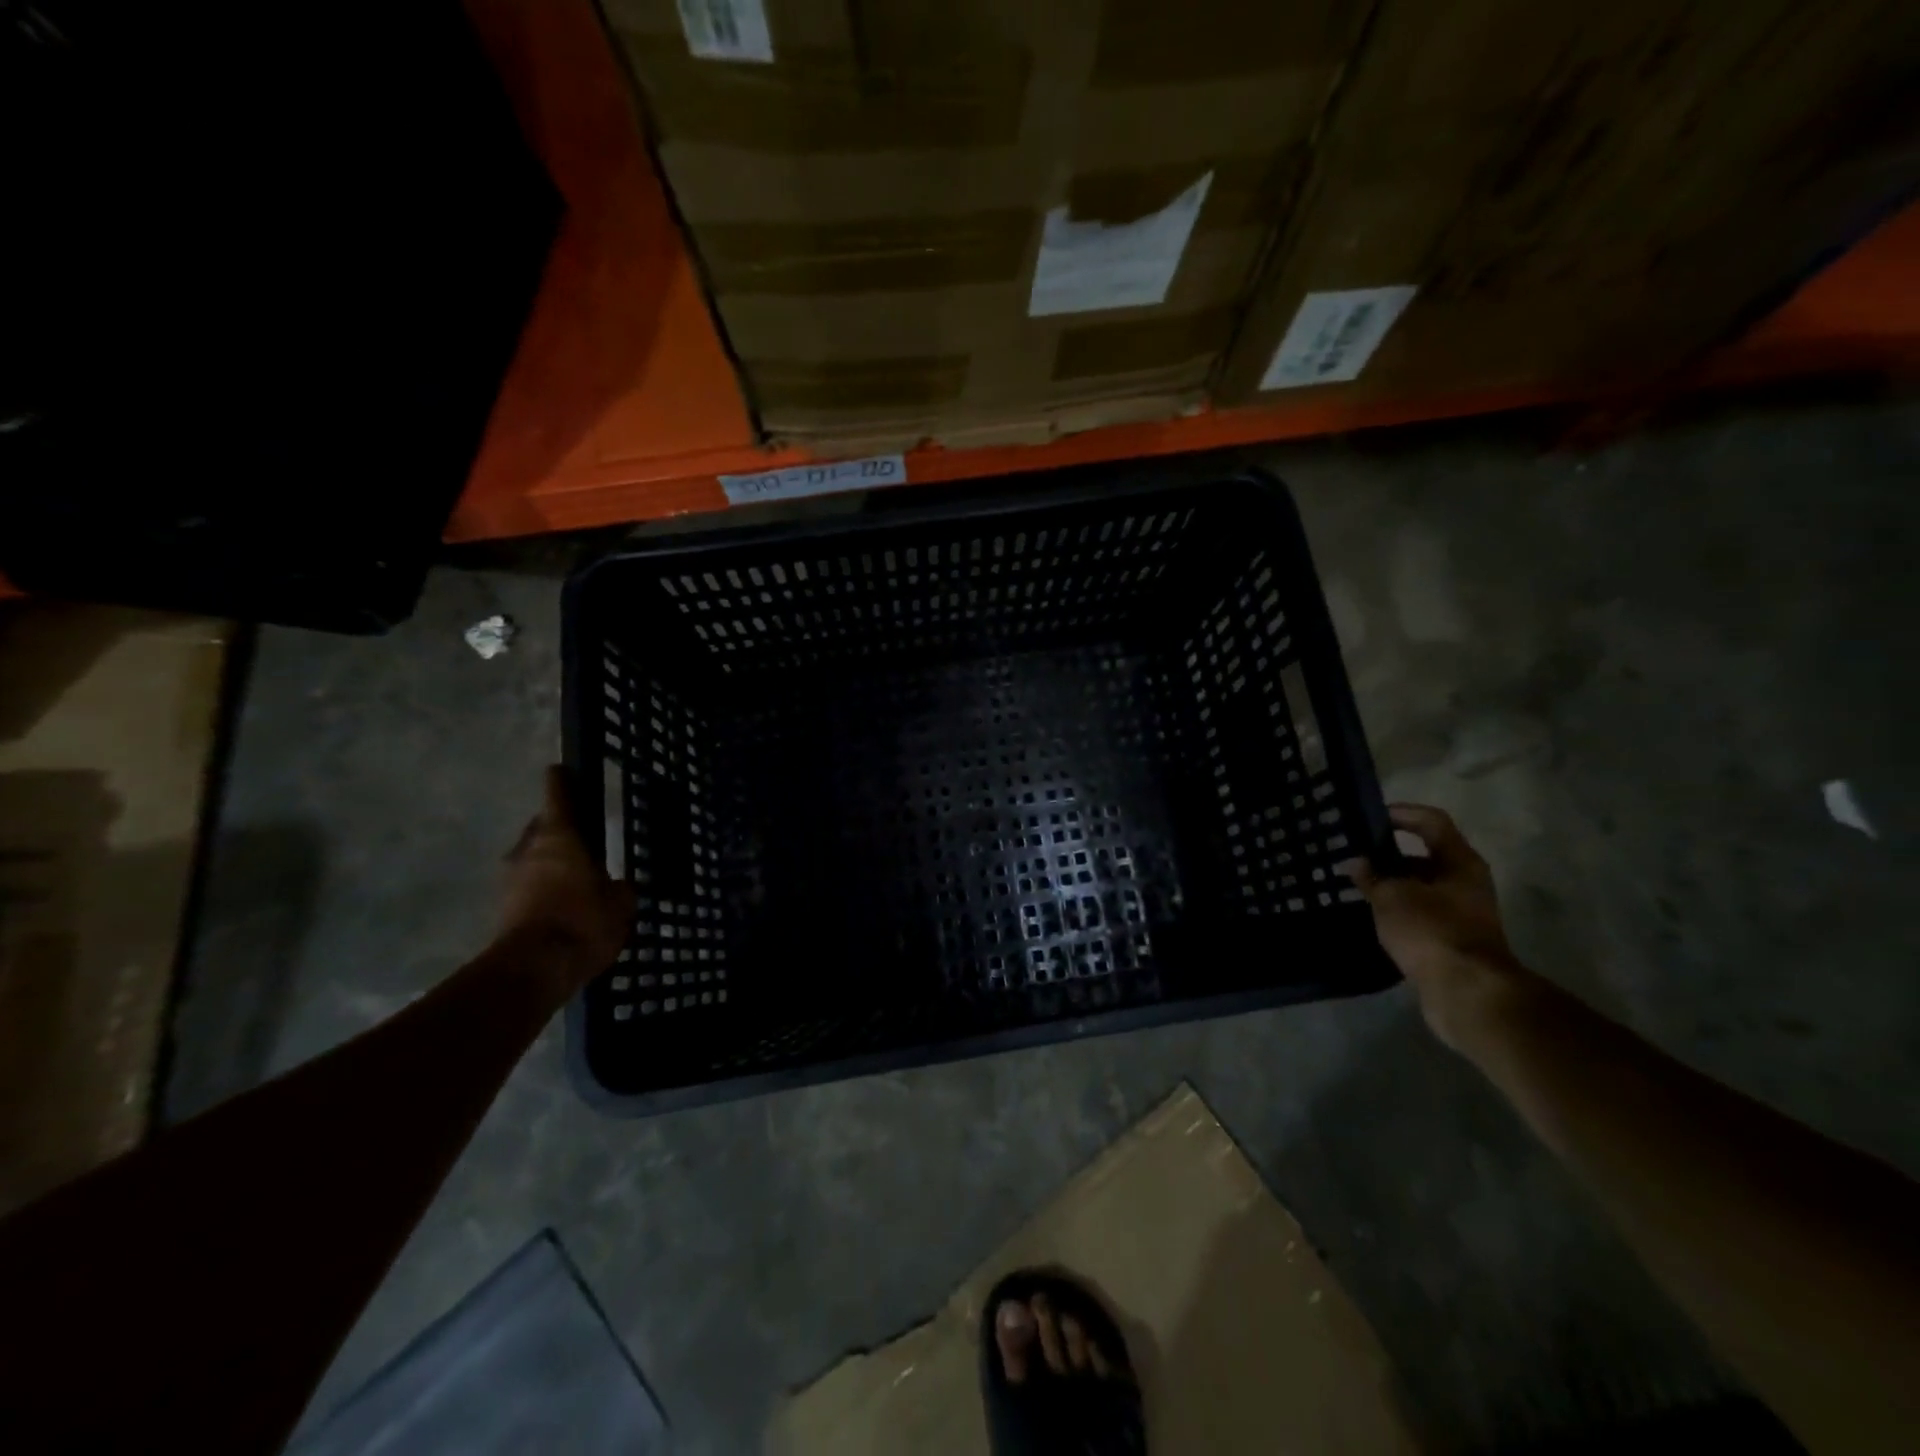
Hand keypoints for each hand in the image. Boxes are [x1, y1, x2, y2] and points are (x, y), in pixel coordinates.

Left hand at [500, 767, 634, 994]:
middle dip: (558, 829)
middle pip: (542, 827)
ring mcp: (510, 878)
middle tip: (582, 837)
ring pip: (532, 858)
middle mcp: (529, 848)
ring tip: (574, 876)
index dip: (562, 781)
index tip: (562, 770)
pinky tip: (562, 904)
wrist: (535, 969)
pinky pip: (527, 887)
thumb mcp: (621, 903)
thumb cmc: (583, 921)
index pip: (557, 794)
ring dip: (548, 862)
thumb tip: (616, 886)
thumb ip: (619, 888)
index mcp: (559, 835)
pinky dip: (542, 889)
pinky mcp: (502, 907)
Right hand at [1347, 804, 1535, 1050]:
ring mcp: (1461, 913)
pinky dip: (1397, 910)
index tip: (1369, 817)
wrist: (1467, 993)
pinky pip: (1419, 914)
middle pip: (1425, 856)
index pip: (1431, 822)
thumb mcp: (1392, 897)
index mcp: (1460, 863)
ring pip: (1420, 887)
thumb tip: (1356, 863)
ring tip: (1355, 885)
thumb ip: (1372, 876)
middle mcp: (1465, 883)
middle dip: (1388, 854)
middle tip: (1353, 854)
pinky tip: (1370, 915)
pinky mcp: (1450, 940)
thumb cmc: (1432, 931)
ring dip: (1391, 884)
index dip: (1402, 813)